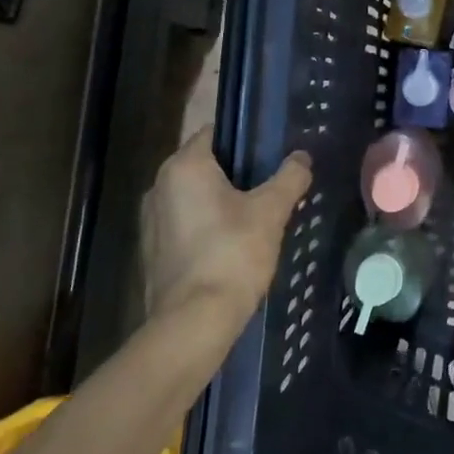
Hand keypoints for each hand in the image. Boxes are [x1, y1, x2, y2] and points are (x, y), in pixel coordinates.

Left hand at [140, 130, 311, 336]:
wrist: (194, 322)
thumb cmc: (233, 254)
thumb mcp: (271, 211)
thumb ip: (290, 177)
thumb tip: (302, 157)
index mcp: (184, 167)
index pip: (216, 132)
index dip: (246, 139)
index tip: (272, 153)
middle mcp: (159, 186)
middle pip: (205, 165)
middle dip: (237, 173)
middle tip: (271, 187)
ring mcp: (151, 221)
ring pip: (195, 197)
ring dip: (221, 202)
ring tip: (257, 218)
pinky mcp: (152, 251)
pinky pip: (185, 224)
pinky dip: (207, 227)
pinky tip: (233, 246)